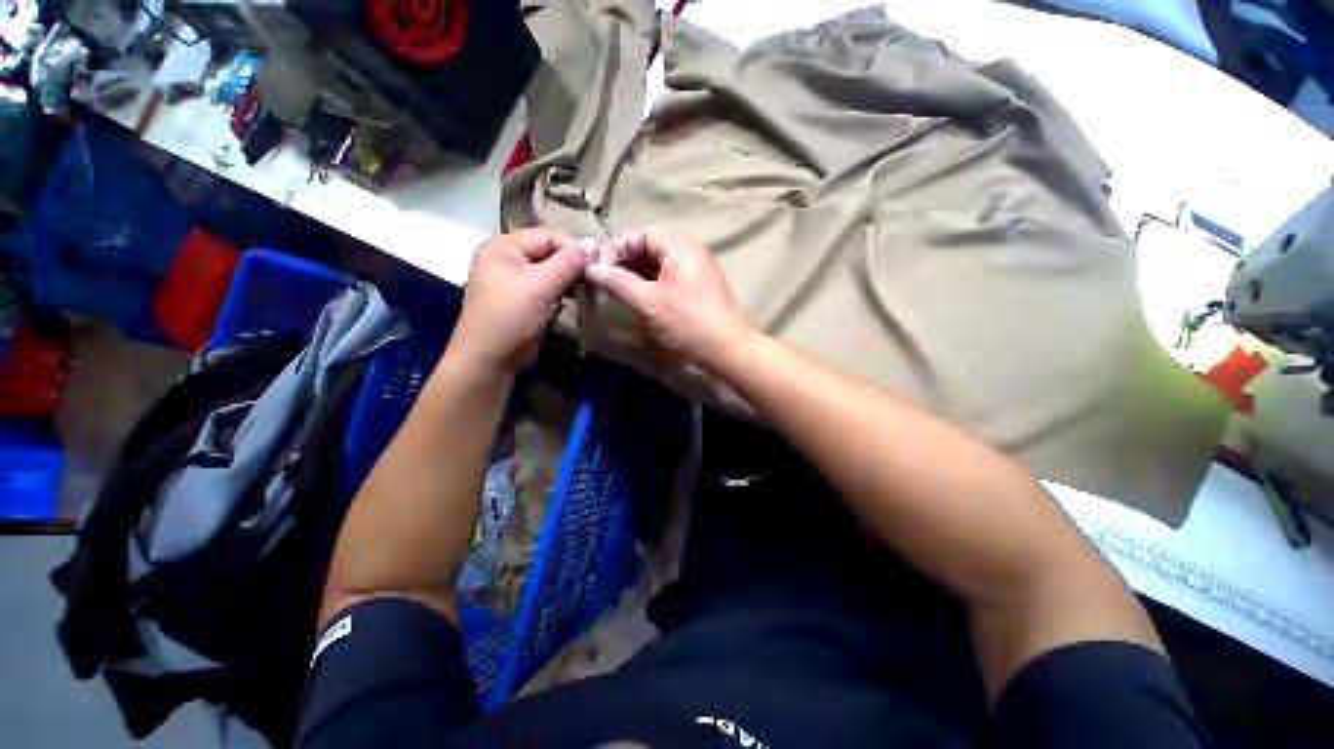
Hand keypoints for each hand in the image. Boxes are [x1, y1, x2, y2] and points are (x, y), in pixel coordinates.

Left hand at [451, 229, 591, 372]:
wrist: (489, 360)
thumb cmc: (512, 317)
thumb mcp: (542, 285)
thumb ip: (569, 262)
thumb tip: (594, 243)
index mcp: (504, 246)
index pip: (547, 236)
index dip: (573, 248)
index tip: (596, 265)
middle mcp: (506, 258)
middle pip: (548, 252)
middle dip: (571, 266)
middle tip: (591, 281)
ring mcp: (511, 280)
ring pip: (548, 272)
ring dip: (567, 281)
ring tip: (583, 292)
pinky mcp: (520, 299)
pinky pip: (544, 288)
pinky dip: (559, 292)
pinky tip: (570, 301)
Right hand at [585, 227, 755, 373]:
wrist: (728, 350)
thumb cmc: (688, 322)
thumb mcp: (649, 302)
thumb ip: (619, 283)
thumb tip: (592, 269)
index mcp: (681, 249)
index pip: (644, 234)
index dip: (619, 247)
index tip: (601, 268)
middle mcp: (691, 255)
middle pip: (652, 248)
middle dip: (627, 262)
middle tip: (607, 282)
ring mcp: (697, 274)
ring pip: (660, 267)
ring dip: (638, 276)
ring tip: (620, 293)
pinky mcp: (699, 292)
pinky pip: (670, 281)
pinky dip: (652, 287)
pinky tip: (641, 301)